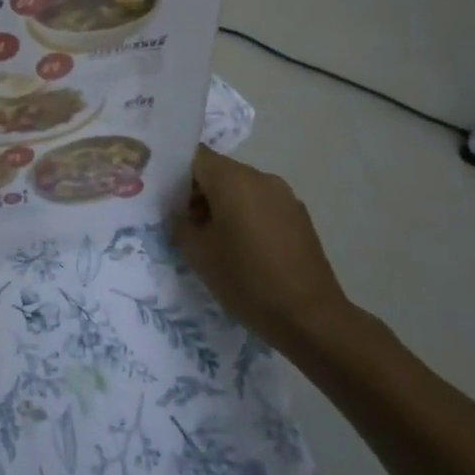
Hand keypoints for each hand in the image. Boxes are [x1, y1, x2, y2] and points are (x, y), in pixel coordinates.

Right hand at [169, 146, 359, 355]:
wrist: (311, 318)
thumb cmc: (246, 280)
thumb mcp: (198, 254)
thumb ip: (180, 223)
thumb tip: (179, 212)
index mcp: (232, 179)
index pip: (194, 156)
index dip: (174, 172)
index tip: (163, 195)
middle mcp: (260, 177)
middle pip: (219, 171)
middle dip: (197, 191)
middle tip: (183, 222)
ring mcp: (284, 195)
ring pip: (241, 188)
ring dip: (222, 204)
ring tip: (213, 239)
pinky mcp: (299, 216)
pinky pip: (262, 204)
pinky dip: (246, 215)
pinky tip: (243, 248)